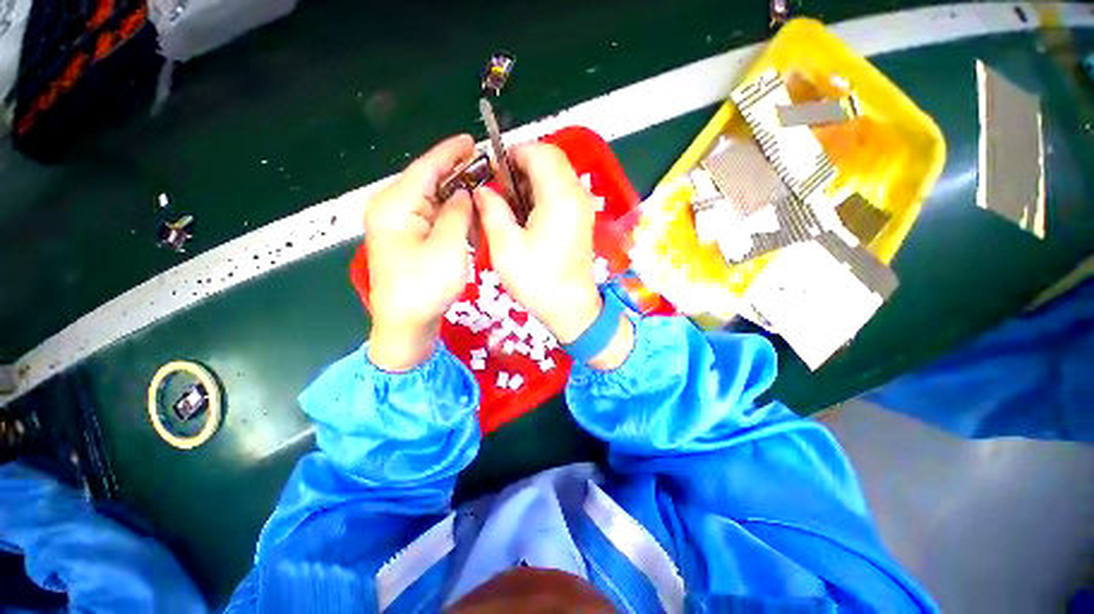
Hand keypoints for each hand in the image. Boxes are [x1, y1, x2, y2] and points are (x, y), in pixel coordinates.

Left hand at [365, 135, 475, 370]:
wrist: (406, 324)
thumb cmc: (425, 286)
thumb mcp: (448, 246)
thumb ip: (458, 213)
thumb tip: (465, 194)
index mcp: (395, 205)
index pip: (425, 168)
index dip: (450, 153)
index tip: (472, 141)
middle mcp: (392, 210)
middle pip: (428, 182)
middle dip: (457, 175)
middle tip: (485, 168)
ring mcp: (399, 226)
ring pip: (433, 201)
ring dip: (457, 197)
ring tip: (482, 190)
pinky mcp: (409, 241)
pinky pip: (433, 219)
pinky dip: (452, 216)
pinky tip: (469, 216)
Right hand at [475, 143, 633, 368]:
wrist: (570, 308)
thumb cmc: (537, 280)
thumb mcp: (505, 245)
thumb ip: (492, 209)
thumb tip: (482, 189)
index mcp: (559, 196)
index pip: (539, 151)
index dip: (512, 154)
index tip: (493, 173)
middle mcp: (576, 195)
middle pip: (550, 159)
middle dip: (521, 166)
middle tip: (500, 191)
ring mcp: (582, 207)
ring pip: (556, 175)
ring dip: (531, 181)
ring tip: (510, 206)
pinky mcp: (581, 220)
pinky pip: (561, 193)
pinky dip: (542, 194)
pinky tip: (526, 216)